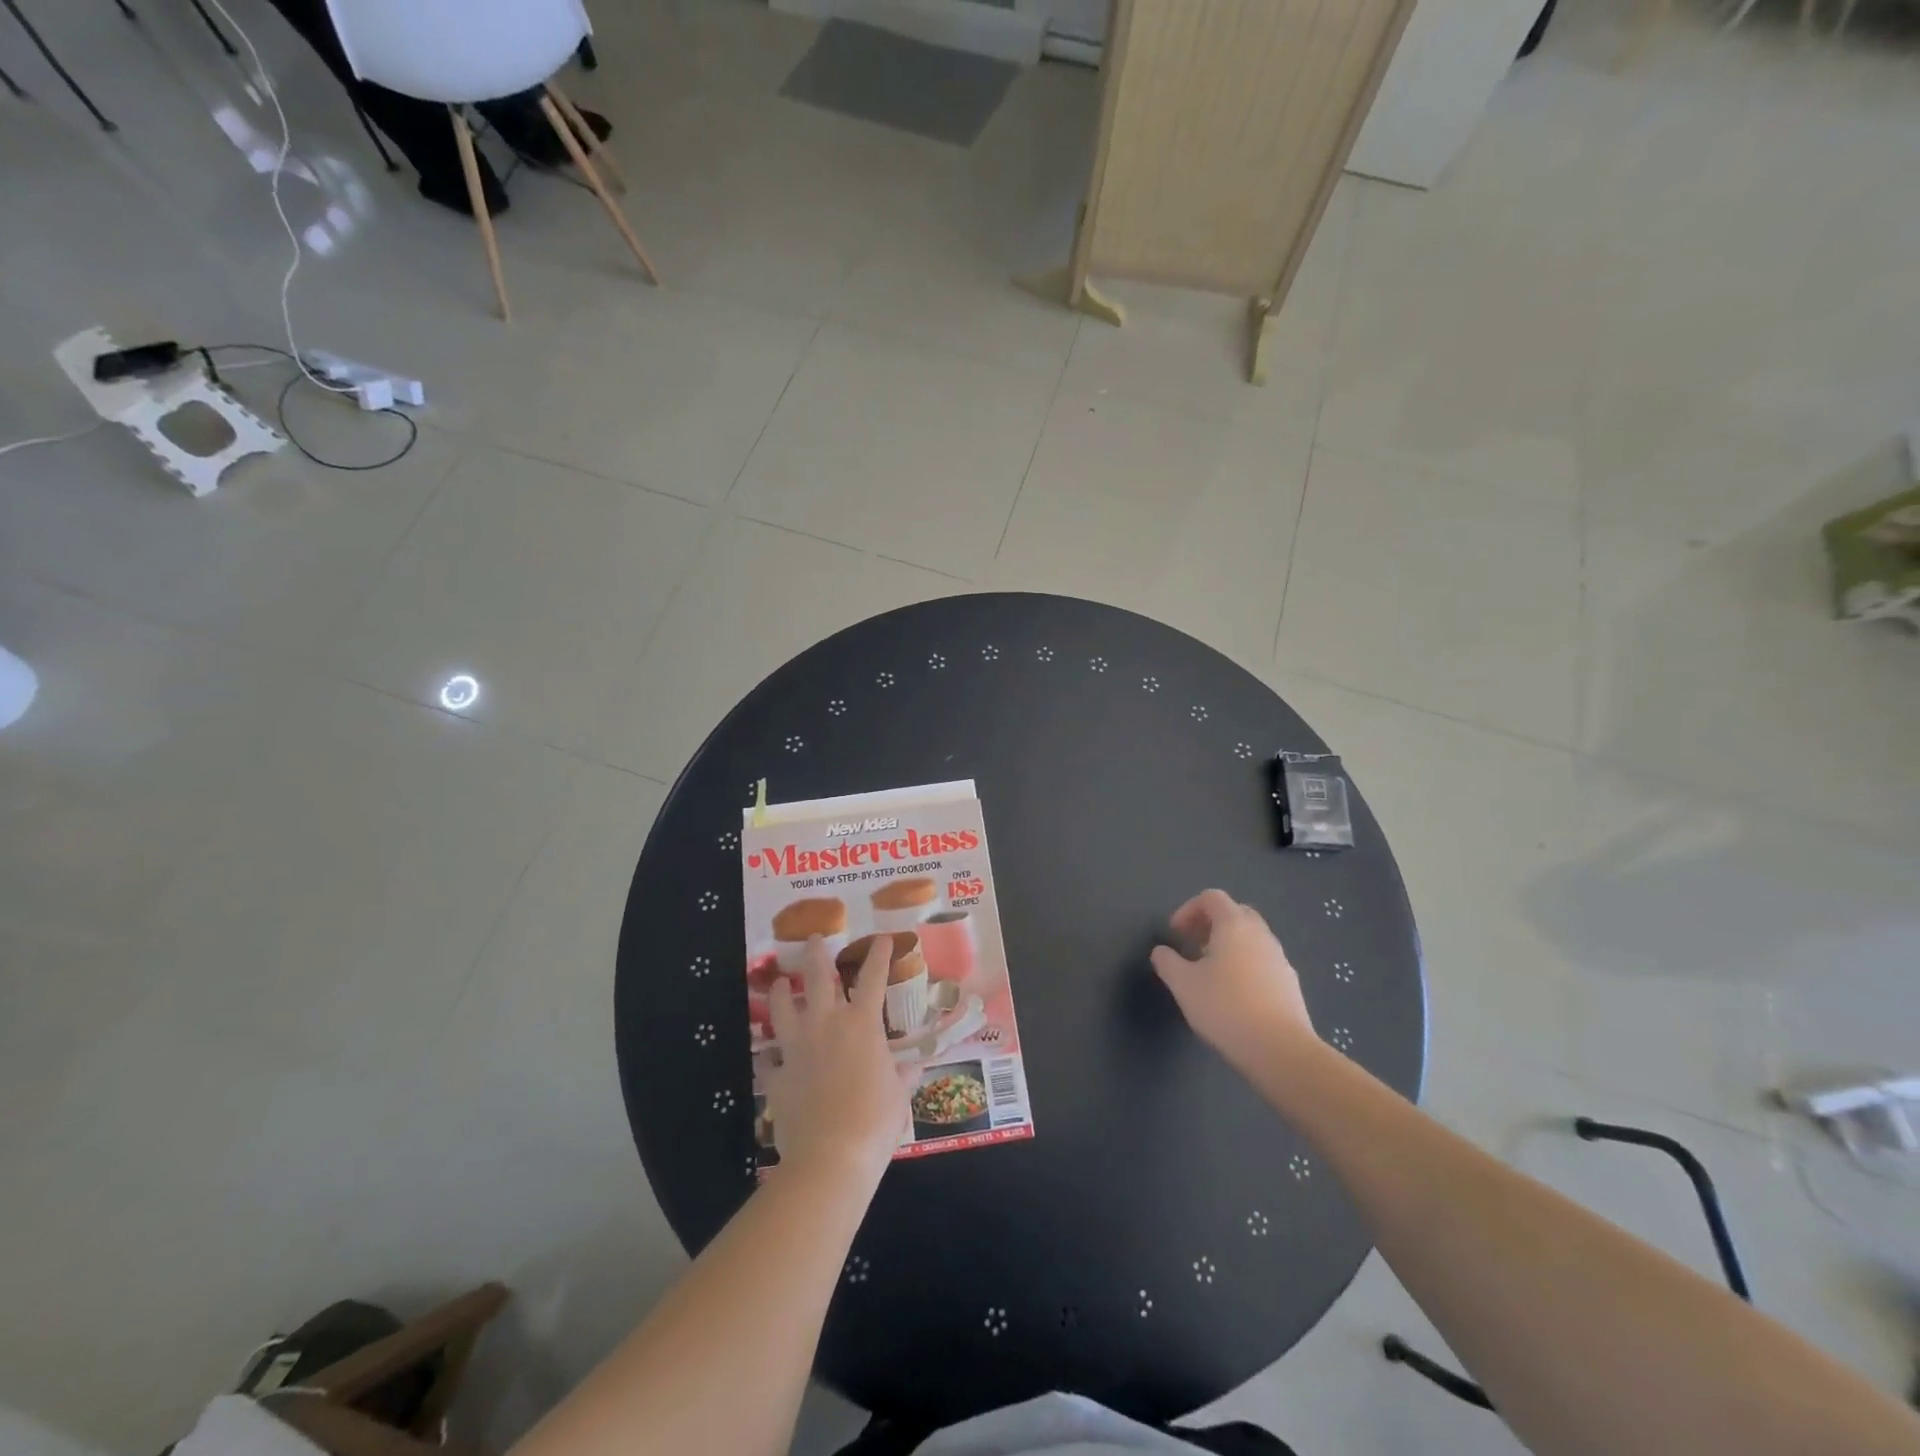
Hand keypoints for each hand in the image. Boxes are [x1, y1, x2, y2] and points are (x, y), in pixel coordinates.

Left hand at [765, 935, 907, 1183]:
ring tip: (779, 982)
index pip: (873, 978)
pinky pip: (769, 1057)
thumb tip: (914, 1067)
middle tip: (814, 938)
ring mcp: (797, 1046)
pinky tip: (770, 1055)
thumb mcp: (898, 1096)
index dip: (879, 955)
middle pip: (818, 977)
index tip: (883, 938)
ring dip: (781, 991)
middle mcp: (826, 1025)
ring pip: (783, 1006)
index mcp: (862, 1025)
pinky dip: (771, 1054)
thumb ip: (903, 1075)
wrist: (831, 1157)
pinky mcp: (777, 1073)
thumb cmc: (875, 1121)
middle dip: (817, 953)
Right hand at [1151, 890, 1316, 1073]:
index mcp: (1234, 925)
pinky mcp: (1290, 984)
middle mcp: (1261, 934)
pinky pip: (1263, 961)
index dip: (1188, 909)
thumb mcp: (1183, 984)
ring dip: (1229, 945)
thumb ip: (1167, 961)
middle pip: (1235, 913)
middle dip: (1211, 924)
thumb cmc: (1225, 1007)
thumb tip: (1161, 951)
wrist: (1280, 1050)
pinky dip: (1245, 965)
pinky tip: (1234, 995)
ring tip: (1211, 972)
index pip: (1211, 898)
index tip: (1175, 934)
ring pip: (1251, 938)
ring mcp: (1280, 959)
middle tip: (1193, 946)